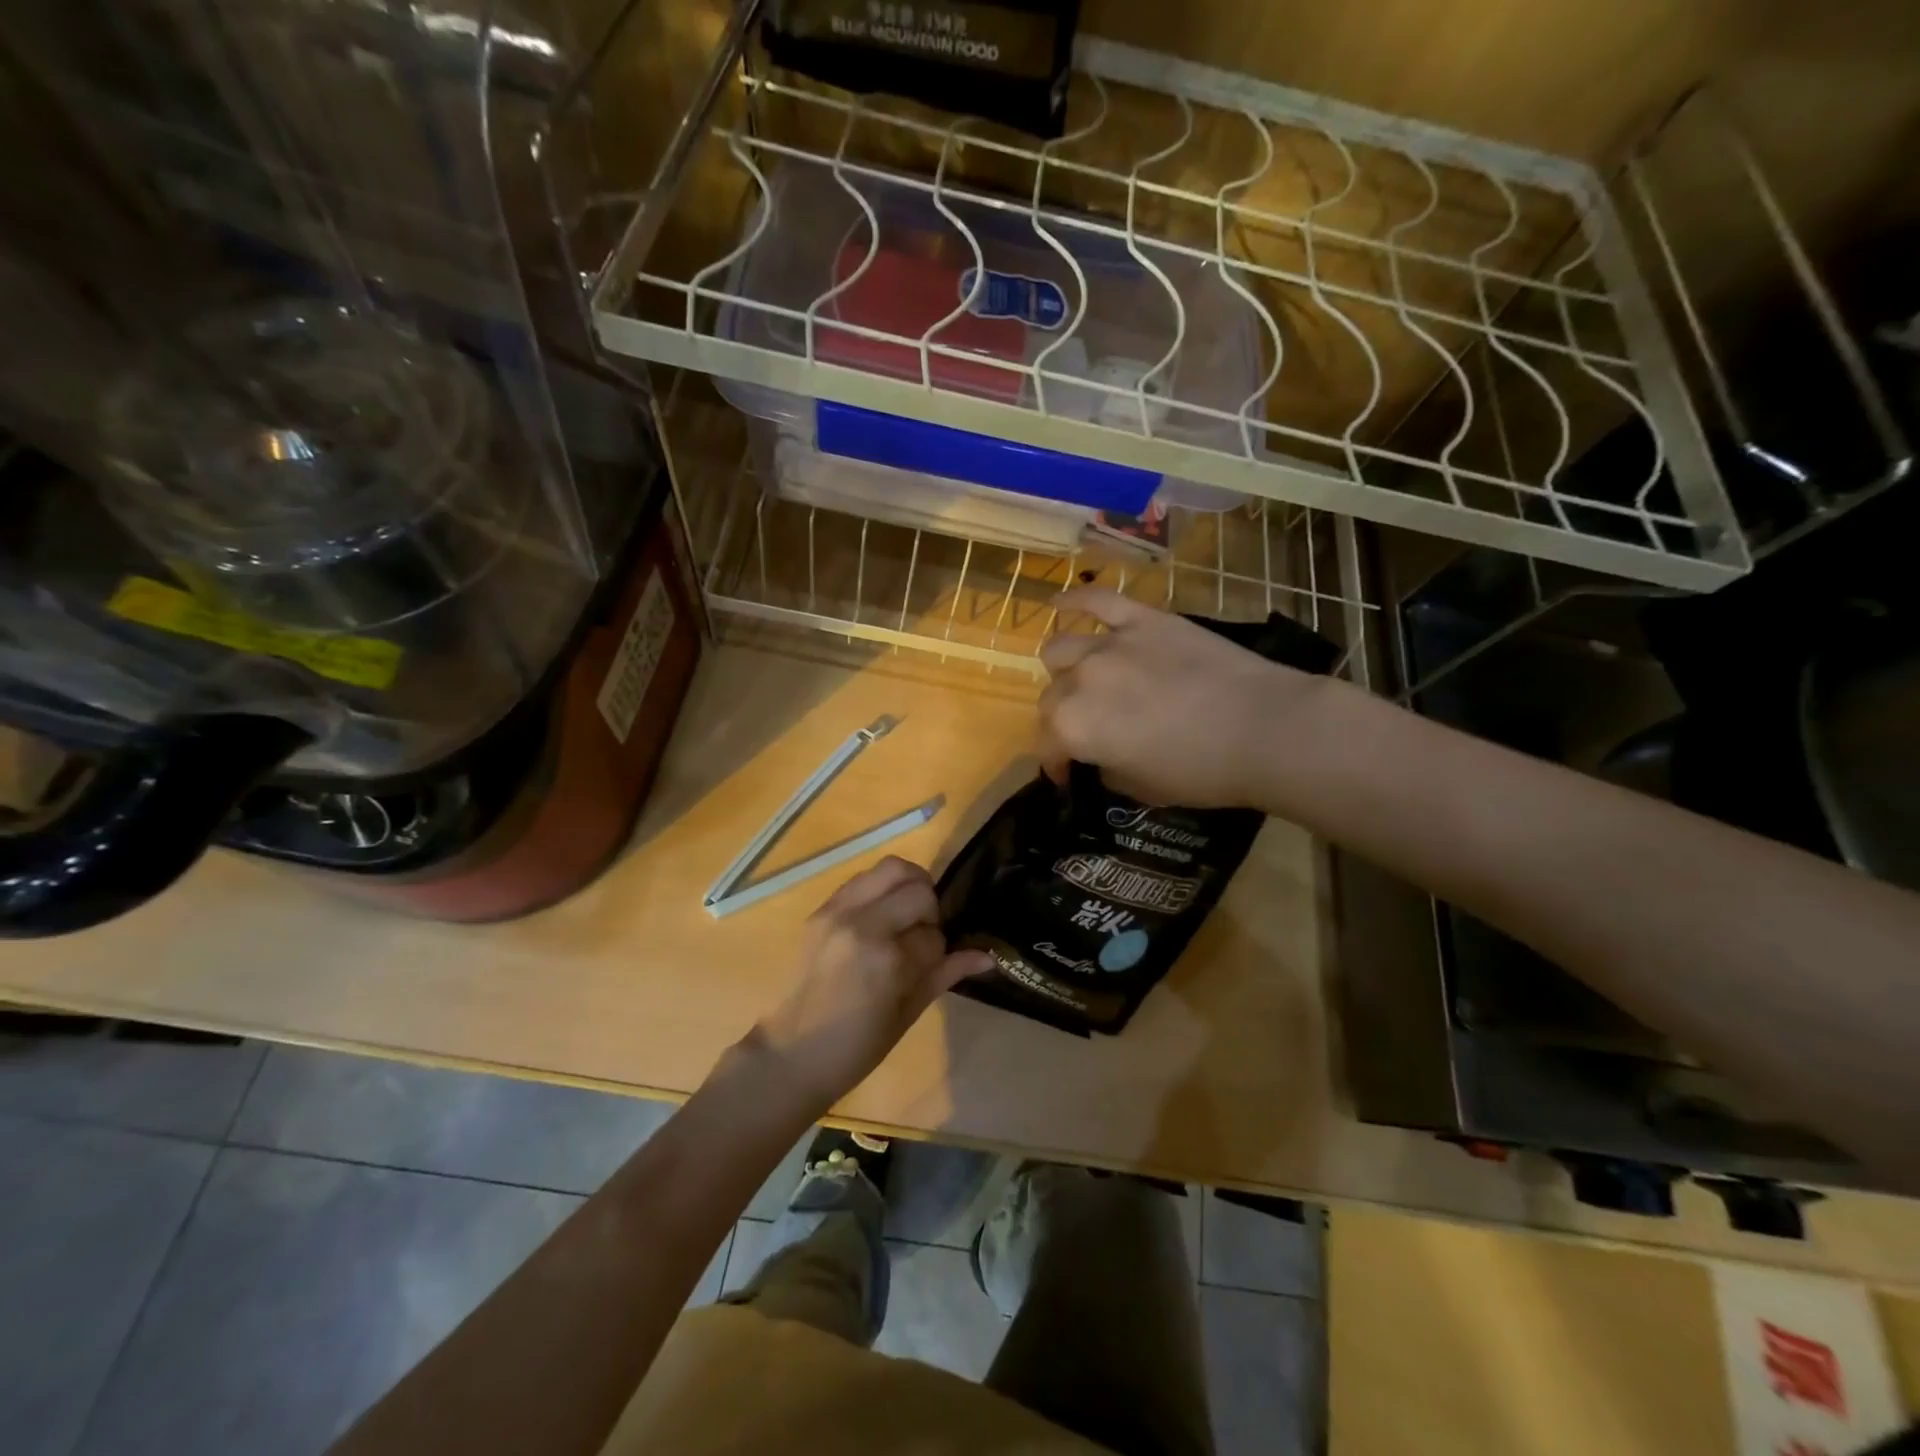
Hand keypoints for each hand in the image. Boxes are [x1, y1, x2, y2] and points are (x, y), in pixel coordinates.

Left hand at [755, 857, 992, 1112]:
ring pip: (890, 868)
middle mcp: (862, 923)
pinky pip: (862, 879)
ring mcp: (838, 911)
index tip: (928, 966)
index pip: (934, 934)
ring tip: (904, 917)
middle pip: (917, 888)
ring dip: (907, 888)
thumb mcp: (907, 1014)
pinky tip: (880, 918)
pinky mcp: (821, 909)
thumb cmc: (856, 1047)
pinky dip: (880, 890)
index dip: (939, 950)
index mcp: (887, 958)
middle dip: (929, 909)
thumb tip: (987, 956)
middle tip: (922, 933)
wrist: (791, 1053)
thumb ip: (945, 974)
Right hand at [1038, 587, 1316, 808]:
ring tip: (1082, 679)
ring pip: (1060, 650)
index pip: (1046, 746)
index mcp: (1074, 728)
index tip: (1071, 776)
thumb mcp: (1143, 789)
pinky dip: (1073, 600)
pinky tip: (1058, 602)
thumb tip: (1101, 758)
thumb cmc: (1203, 771)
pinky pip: (1097, 599)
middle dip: (1061, 721)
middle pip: (1051, 698)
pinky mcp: (1142, 619)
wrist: (1265, 728)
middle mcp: (1079, 681)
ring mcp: (1109, 644)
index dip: (1057, 765)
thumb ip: (1108, 769)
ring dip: (1064, 671)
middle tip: (1088, 732)